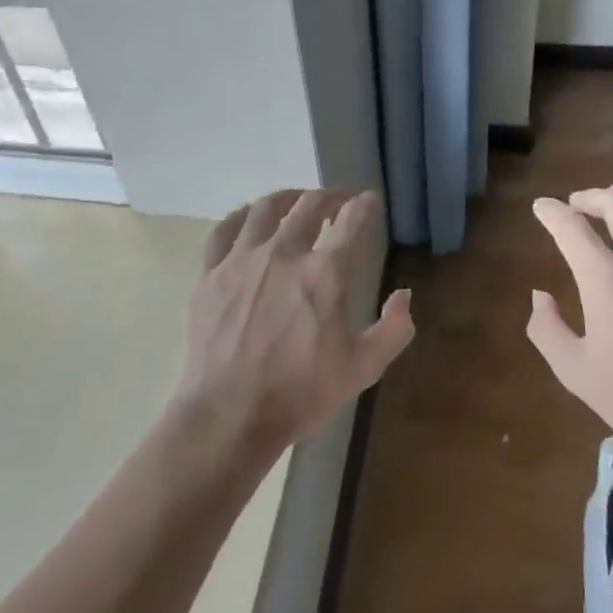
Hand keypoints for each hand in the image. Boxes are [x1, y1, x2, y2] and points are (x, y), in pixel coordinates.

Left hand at [180, 189, 413, 457]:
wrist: (228, 416)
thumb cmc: (300, 394)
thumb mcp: (363, 369)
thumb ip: (394, 329)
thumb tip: (403, 295)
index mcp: (326, 273)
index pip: (352, 222)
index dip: (364, 205)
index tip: (369, 200)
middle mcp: (284, 253)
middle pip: (309, 205)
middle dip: (329, 196)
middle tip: (336, 201)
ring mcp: (241, 260)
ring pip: (265, 208)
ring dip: (287, 198)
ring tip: (295, 201)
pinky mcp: (209, 274)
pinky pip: (224, 229)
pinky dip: (241, 216)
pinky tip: (249, 218)